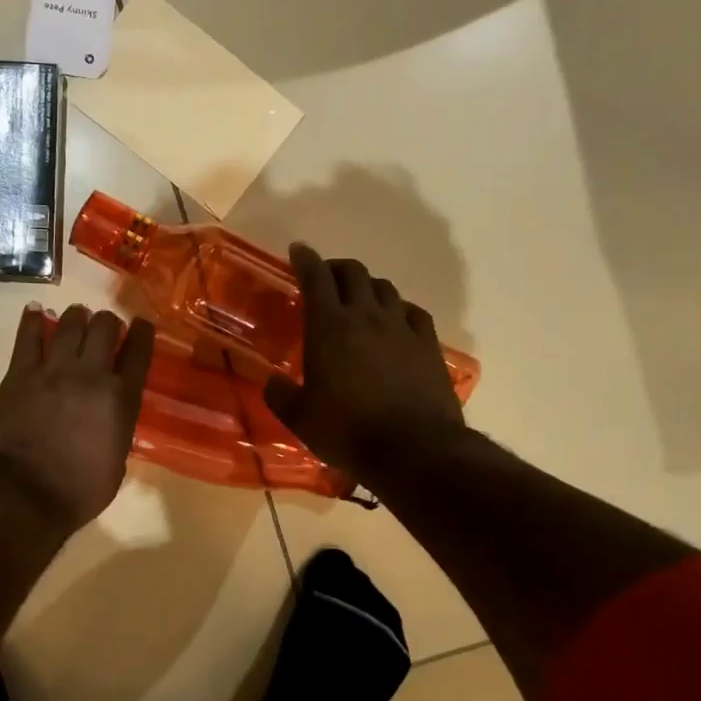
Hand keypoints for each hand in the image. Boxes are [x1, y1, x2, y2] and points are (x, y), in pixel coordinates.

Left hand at [0, 304, 155, 531]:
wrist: (25, 494)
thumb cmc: (79, 491)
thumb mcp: (117, 461)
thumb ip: (117, 429)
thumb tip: (110, 418)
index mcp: (121, 398)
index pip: (138, 352)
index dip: (142, 332)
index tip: (141, 324)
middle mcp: (91, 374)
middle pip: (104, 327)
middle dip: (108, 322)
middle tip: (105, 326)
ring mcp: (53, 370)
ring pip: (69, 324)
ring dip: (76, 317)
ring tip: (76, 317)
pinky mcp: (20, 374)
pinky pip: (28, 337)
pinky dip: (32, 320)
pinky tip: (35, 311)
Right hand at [265, 243, 467, 483]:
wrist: (414, 450)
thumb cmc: (347, 431)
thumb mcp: (300, 419)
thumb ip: (281, 395)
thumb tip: (272, 382)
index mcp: (329, 327)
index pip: (315, 277)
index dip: (305, 259)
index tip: (298, 251)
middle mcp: (366, 316)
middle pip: (353, 273)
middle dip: (335, 268)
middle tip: (325, 278)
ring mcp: (402, 328)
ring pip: (384, 288)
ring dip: (367, 286)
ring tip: (358, 299)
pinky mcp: (428, 345)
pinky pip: (413, 311)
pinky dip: (398, 308)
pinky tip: (395, 320)